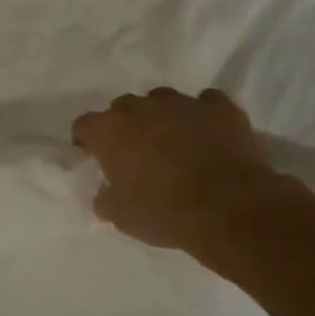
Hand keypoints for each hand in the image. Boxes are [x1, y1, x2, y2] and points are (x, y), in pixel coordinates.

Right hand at [72, 88, 296, 254]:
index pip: (83, 125)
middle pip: (122, 107)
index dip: (87, 141)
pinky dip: (202, 114)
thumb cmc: (165, 213)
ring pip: (161, 99)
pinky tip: (207, 132)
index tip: (95, 157)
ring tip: (172, 140)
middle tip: (135, 151)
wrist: (231, 209)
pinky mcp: (220, 108)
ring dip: (160, 115)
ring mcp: (182, 104)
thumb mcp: (120, 216)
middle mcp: (140, 108)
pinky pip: (205, 102)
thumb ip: (105, 198)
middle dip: (124, 125)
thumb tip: (106, 191)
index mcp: (109, 131)